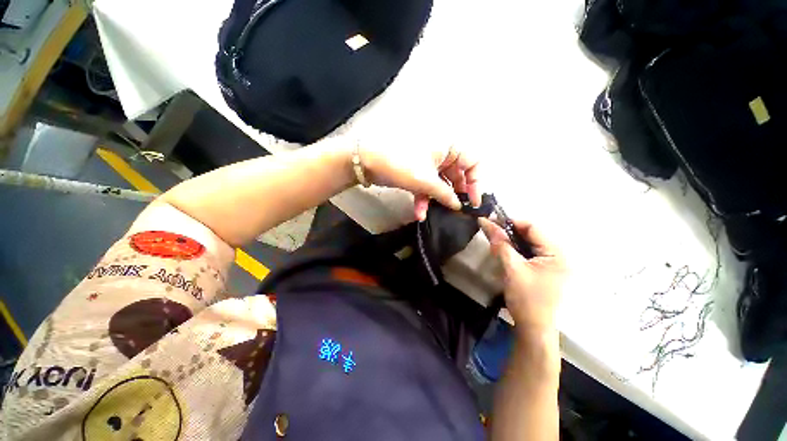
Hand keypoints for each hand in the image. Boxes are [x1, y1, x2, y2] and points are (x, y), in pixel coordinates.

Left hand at [358, 142, 480, 220]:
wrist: (367, 161)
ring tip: (437, 213)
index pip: (474, 162)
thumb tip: (458, 206)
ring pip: (441, 183)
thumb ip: (445, 194)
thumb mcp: (426, 181)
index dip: (477, 182)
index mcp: (450, 146)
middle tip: (458, 210)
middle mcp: (443, 153)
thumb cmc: (401, 164)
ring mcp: (429, 163)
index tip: (473, 202)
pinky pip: (427, 186)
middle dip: (456, 194)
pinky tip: (419, 212)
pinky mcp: (418, 172)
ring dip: (437, 199)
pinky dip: (424, 198)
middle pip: (458, 175)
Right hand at [479, 218, 565, 334]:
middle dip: (509, 231)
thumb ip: (501, 244)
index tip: (491, 220)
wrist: (533, 328)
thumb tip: (486, 222)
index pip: (533, 228)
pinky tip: (503, 251)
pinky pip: (528, 253)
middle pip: (531, 235)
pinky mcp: (543, 270)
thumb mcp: (512, 269)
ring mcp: (551, 263)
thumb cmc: (526, 299)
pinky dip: (514, 250)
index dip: (511, 222)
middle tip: (490, 229)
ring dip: (510, 240)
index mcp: (556, 253)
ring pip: (528, 243)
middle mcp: (557, 255)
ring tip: (494, 239)